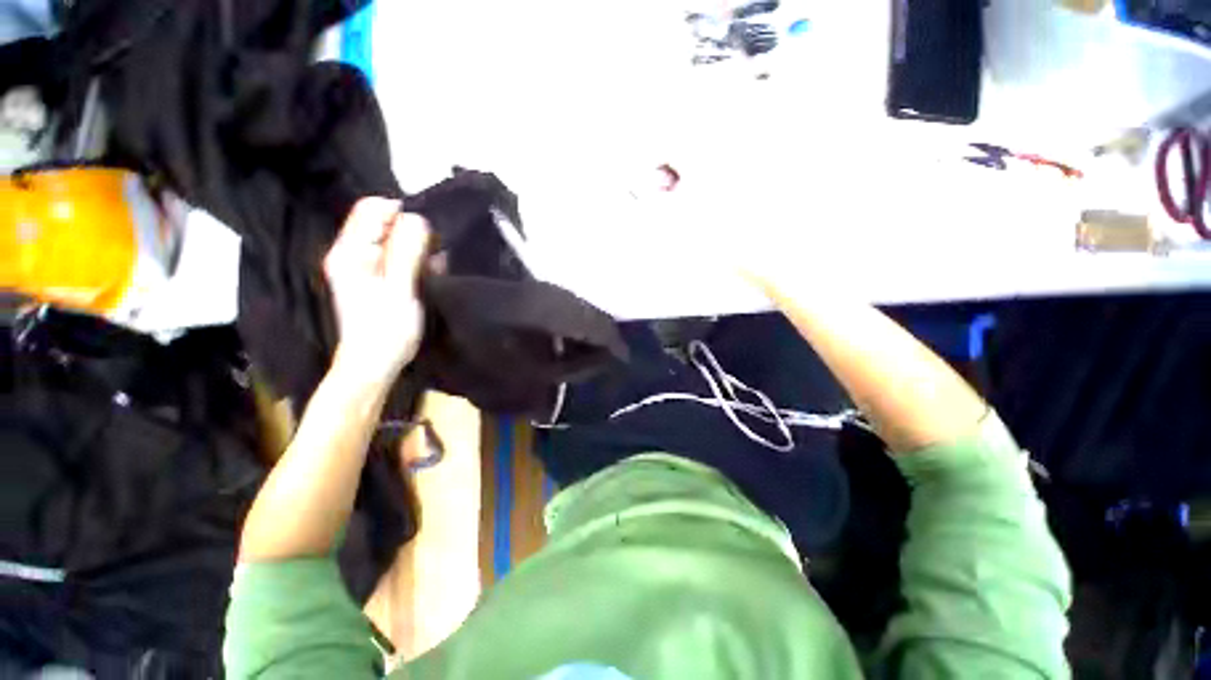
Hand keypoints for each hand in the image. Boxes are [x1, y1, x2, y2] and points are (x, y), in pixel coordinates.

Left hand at [324, 198, 430, 386]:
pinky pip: (398, 258)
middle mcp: (353, 253)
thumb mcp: (400, 288)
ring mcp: (364, 267)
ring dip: (418, 250)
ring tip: (432, 270)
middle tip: (432, 258)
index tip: (426, 237)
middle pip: (384, 223)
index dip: (402, 215)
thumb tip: (418, 218)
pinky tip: (428, 277)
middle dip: (413, 233)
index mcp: (350, 251)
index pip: (372, 209)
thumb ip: (406, 252)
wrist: (375, 363)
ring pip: (394, 241)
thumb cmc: (387, 329)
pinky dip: (416, 262)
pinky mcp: (377, 279)